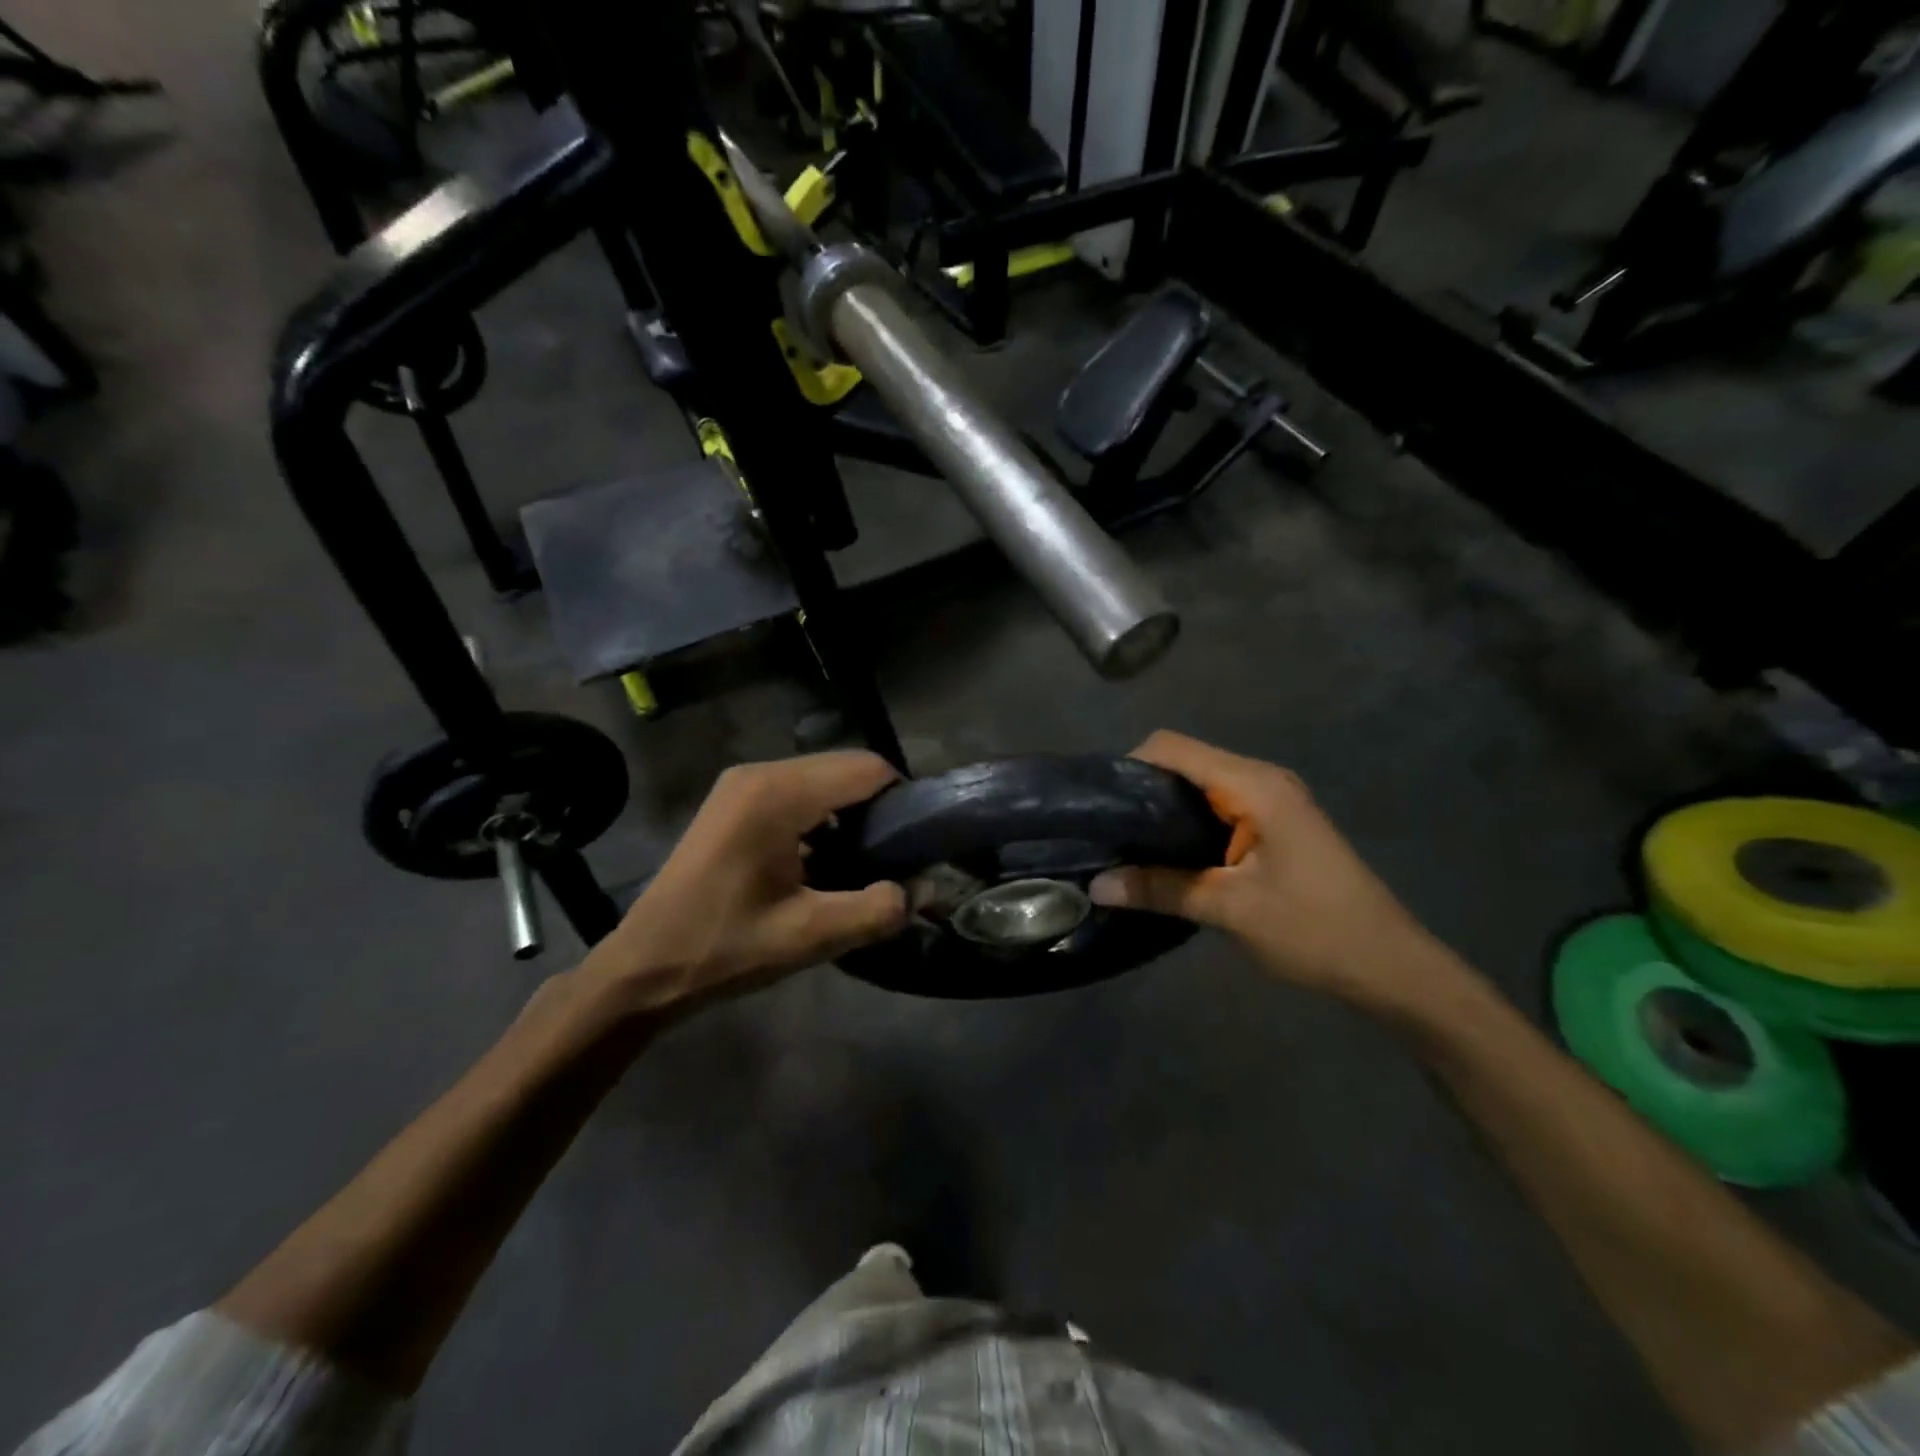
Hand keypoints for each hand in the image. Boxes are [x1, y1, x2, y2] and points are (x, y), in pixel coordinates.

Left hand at [582, 751, 908, 1012]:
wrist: (642, 967)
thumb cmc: (724, 949)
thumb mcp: (809, 936)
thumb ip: (876, 909)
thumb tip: (922, 888)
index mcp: (778, 793)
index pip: (867, 768)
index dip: (903, 800)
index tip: (917, 845)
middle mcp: (760, 773)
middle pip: (845, 768)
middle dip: (878, 808)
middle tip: (891, 860)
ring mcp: (742, 784)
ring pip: (823, 779)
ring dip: (850, 814)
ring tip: (861, 864)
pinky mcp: (734, 800)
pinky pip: (797, 792)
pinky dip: (822, 817)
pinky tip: (822, 861)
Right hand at [1090, 732, 1468, 1013]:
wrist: (1391, 967)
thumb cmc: (1315, 930)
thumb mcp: (1230, 910)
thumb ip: (1160, 889)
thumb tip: (1096, 884)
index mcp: (1253, 785)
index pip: (1172, 747)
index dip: (1129, 766)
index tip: (1099, 805)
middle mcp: (1261, 779)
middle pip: (1184, 762)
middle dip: (1141, 790)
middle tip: (1106, 832)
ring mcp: (1271, 801)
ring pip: (1199, 786)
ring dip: (1162, 811)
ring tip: (1126, 846)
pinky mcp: (1274, 824)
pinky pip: (1217, 807)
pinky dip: (1186, 825)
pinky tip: (1167, 858)